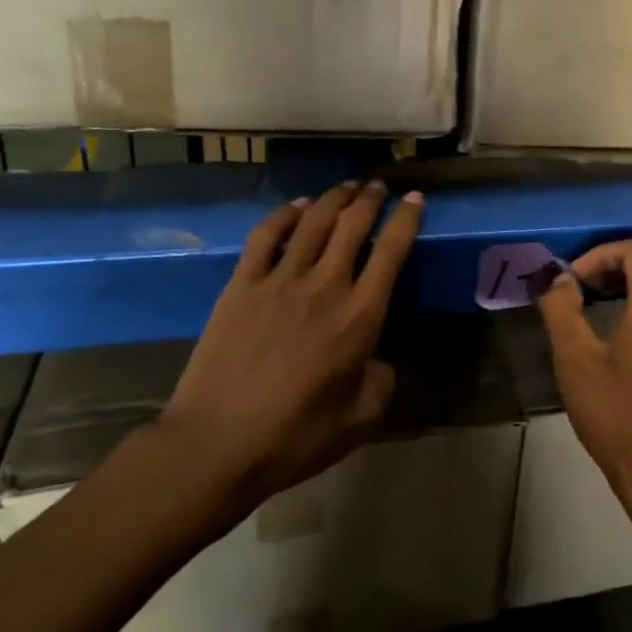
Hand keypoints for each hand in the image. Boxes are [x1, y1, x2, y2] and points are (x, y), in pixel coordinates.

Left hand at [149, 181, 423, 529]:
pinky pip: (265, 237)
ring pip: (312, 221)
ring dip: (334, 198)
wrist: (216, 445)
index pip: (392, 251)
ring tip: (347, 187)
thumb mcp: (361, 419)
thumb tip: (377, 358)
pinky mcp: (241, 286)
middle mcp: (324, 286)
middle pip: (353, 224)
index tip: (415, 199)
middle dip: (371, 199)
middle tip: (379, 186)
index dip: (407, 219)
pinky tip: (295, 207)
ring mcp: (279, 281)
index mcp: (360, 316)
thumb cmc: (295, 436)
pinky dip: (284, 215)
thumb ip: (382, 381)